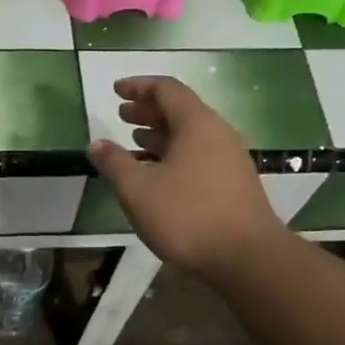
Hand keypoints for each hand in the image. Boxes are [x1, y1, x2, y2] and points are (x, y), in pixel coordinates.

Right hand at [88, 76, 284, 281]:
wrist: (247, 258)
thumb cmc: (187, 216)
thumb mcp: (138, 189)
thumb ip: (114, 163)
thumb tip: (97, 144)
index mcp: (197, 124)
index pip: (166, 89)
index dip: (139, 86)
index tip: (116, 90)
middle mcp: (218, 134)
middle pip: (180, 110)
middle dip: (148, 110)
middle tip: (121, 114)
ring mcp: (230, 159)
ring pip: (190, 134)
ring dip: (160, 133)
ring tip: (135, 140)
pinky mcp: (234, 183)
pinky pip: (199, 155)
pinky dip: (174, 153)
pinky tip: (158, 173)